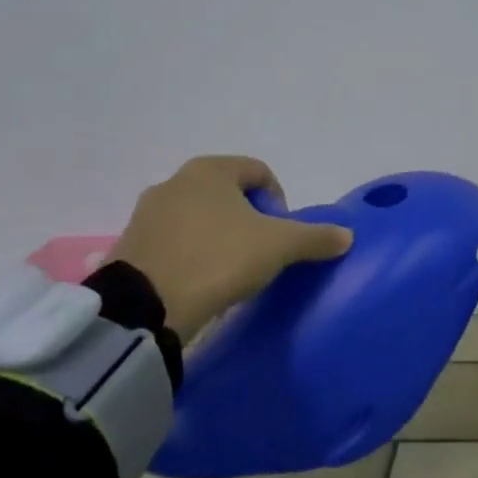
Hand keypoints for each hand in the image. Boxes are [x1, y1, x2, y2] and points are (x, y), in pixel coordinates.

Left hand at [110, 156, 352, 337]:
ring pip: (200, 217)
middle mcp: (175, 181)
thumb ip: (315, 237)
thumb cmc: (219, 258)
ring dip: (220, 236)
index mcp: (210, 170)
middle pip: (228, 194)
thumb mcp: (279, 247)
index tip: (281, 233)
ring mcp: (147, 213)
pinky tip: (202, 280)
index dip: (279, 201)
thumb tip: (346, 235)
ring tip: (231, 270)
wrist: (145, 307)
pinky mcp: (130, 245)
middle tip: (260, 252)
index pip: (259, 172)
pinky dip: (192, 254)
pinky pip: (174, 241)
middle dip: (249, 220)